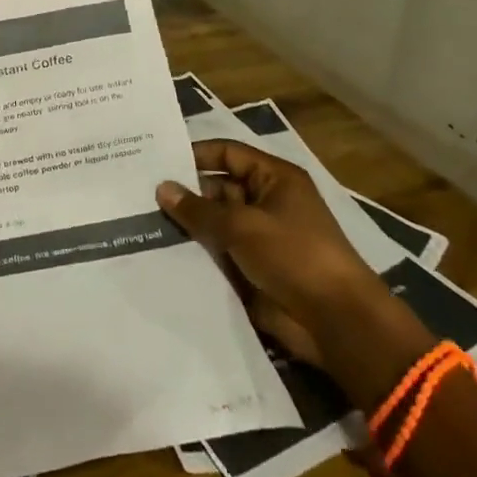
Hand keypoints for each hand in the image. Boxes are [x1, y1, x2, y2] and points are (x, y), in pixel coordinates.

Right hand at [157, 138, 385, 364]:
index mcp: (274, 178)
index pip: (228, 153)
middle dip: (185, 192)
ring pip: (216, 222)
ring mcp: (260, 236)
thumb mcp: (242, 226)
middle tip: (141, 194)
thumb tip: (162, 187)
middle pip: (218, 187)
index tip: (157, 161)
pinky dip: (197, 251)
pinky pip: (219, 252)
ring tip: (143, 221)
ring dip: (188, 224)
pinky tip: (162, 250)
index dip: (195, 155)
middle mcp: (267, 201)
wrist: (336, 323)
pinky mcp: (254, 268)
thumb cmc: (294, 256)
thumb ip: (199, 209)